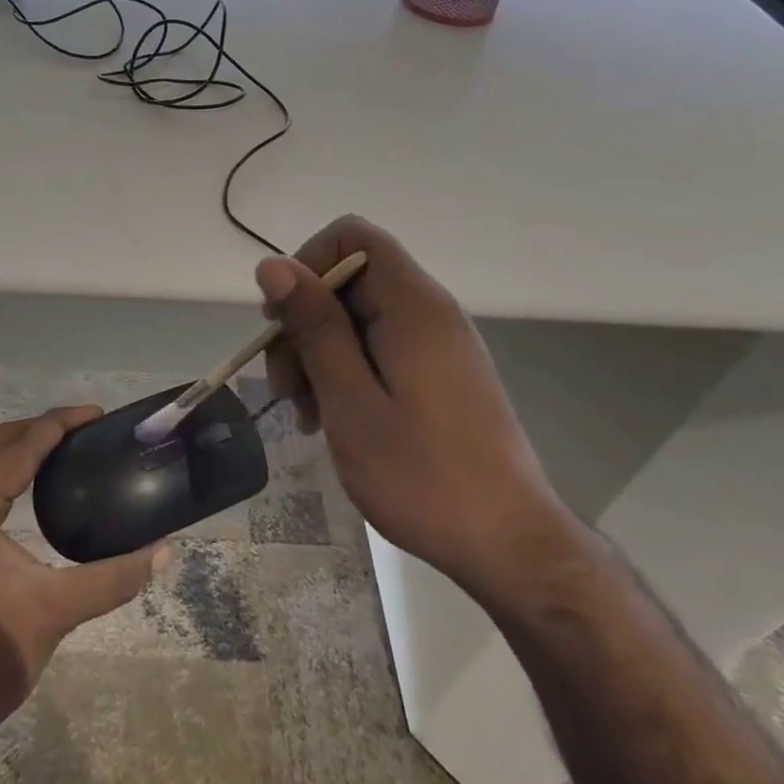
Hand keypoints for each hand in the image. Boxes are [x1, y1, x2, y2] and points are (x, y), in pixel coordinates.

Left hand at [0, 405, 168, 739]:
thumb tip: (164, 551)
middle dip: (42, 428)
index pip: (20, 445)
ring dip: (22, 445)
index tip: (98, 414)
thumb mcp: (56, 610)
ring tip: (67, 445)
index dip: (60, 423)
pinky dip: (6, 469)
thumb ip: (113, 576)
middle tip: (87, 428)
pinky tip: (34, 479)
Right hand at [259, 215, 579, 605]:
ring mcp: (437, 345)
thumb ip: (314, 326)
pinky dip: (346, 373)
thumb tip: (274, 265)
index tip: (283, 319)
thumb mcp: (351, 400)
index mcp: (412, 305)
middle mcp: (428, 312)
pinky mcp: (439, 375)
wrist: (509, 547)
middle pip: (349, 280)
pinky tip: (331, 420)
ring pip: (358, 318)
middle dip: (305, 322)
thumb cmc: (422, 475)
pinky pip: (379, 349)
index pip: (352, 236)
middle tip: (285, 385)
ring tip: (305, 414)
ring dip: (319, 355)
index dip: (307, 263)